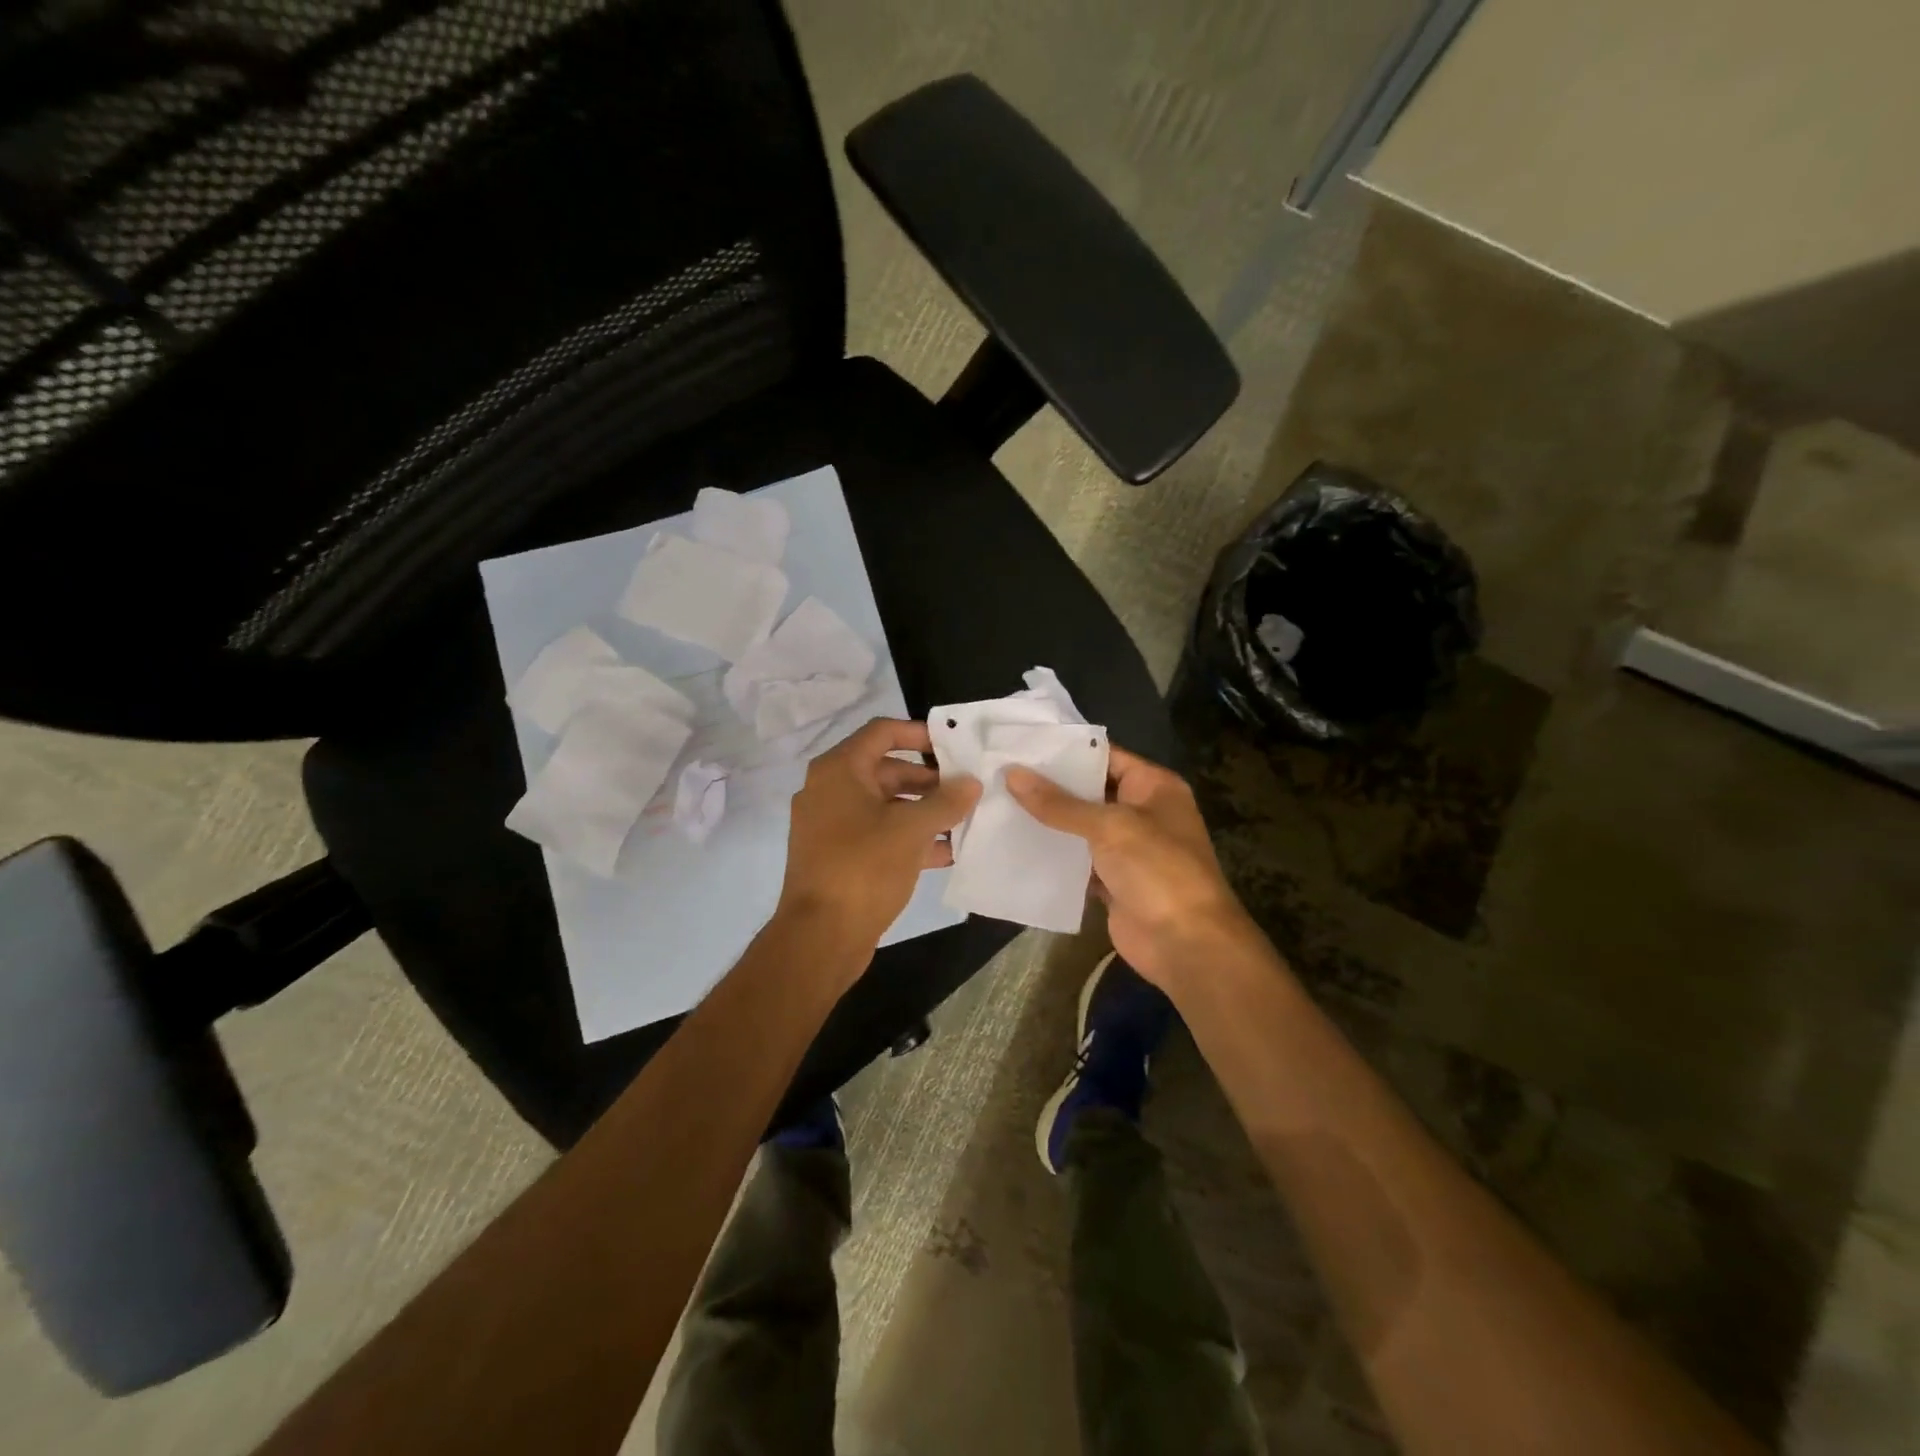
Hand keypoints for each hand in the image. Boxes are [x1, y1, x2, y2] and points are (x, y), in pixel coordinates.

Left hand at [777, 718, 979, 961]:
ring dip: (923, 811)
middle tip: (966, 788)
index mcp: (839, 770)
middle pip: (886, 769)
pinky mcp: (838, 856)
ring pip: (885, 805)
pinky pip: (878, 834)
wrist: (820, 936)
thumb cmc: (864, 868)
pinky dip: (908, 837)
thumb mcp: (911, 830)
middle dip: (928, 779)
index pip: (882, 732)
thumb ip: (946, 801)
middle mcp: (830, 790)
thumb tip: (971, 782)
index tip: (954, 746)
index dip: (920, 733)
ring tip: (964, 820)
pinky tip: (946, 852)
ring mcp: (831, 825)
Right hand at [1006, 746, 1253, 990]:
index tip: (1021, 744)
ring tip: (998, 803)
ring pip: (1081, 827)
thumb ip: (1059, 803)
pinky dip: (1054, 856)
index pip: (1105, 755)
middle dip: (1049, 785)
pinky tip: (1015, 844)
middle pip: (1090, 791)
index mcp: (1154, 786)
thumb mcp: (1109, 827)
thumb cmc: (1157, 870)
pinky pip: (1078, 861)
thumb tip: (1012, 774)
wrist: (1186, 944)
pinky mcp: (1112, 881)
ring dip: (1048, 821)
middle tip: (1001, 772)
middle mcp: (1142, 811)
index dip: (1065, 750)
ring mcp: (1128, 848)